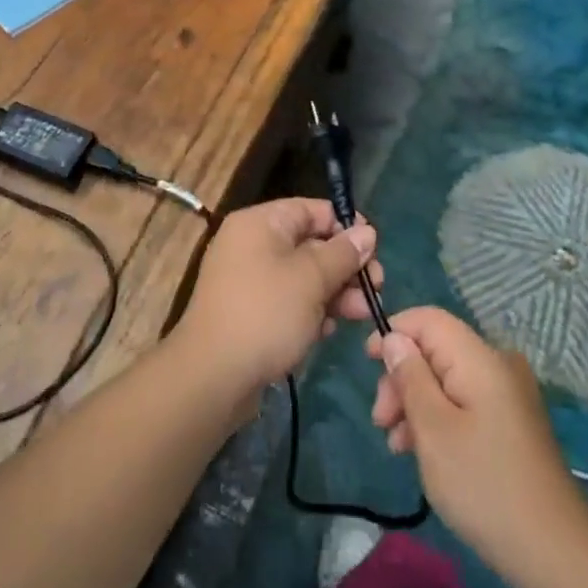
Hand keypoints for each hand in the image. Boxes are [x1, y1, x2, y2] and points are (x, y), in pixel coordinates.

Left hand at [173, 198, 381, 413]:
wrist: (212, 377)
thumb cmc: (265, 314)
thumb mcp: (311, 279)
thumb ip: (342, 253)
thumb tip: (366, 232)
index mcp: (260, 223)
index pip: (311, 210)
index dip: (345, 226)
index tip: (375, 248)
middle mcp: (251, 244)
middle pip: (310, 244)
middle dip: (345, 266)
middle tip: (375, 287)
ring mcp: (248, 280)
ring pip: (302, 276)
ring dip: (335, 292)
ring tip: (363, 314)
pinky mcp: (249, 313)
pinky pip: (288, 301)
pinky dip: (311, 312)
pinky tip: (329, 331)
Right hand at [367, 307, 586, 572]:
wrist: (554, 552)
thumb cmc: (483, 485)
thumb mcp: (433, 429)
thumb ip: (410, 377)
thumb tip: (394, 338)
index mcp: (480, 358)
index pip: (429, 319)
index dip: (394, 332)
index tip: (367, 364)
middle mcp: (497, 365)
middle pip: (436, 349)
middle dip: (402, 377)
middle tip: (380, 421)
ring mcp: (508, 394)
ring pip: (447, 378)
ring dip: (415, 402)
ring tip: (397, 445)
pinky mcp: (511, 422)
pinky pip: (464, 401)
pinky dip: (438, 417)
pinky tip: (421, 451)